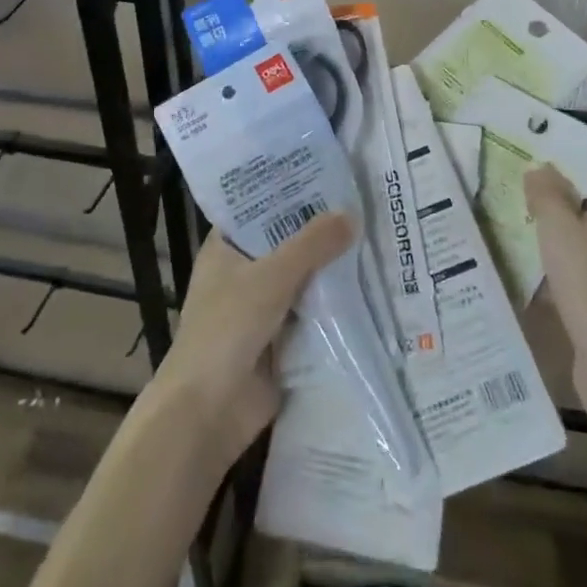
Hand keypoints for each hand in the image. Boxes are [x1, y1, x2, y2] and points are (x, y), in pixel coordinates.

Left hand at [152, 213, 354, 471]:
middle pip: (288, 241)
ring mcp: (263, 306)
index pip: (262, 206)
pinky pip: (314, 311)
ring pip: (304, 277)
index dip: (292, 189)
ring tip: (378, 234)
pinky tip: (373, 284)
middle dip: (322, 228)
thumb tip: (352, 213)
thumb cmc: (226, 330)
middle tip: (367, 200)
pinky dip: (336, 302)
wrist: (207, 414)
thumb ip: (312, 244)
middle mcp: (244, 271)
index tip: (332, 172)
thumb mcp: (270, 278)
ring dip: (333, 266)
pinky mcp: (282, 338)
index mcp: (227, 246)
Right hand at [525, 166, 586, 420]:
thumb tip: (539, 167)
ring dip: (564, 252)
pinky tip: (547, 291)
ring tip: (531, 258)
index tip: (530, 203)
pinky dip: (574, 281)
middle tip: (525, 227)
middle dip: (559, 220)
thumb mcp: (558, 230)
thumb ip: (545, 193)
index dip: (560, 188)